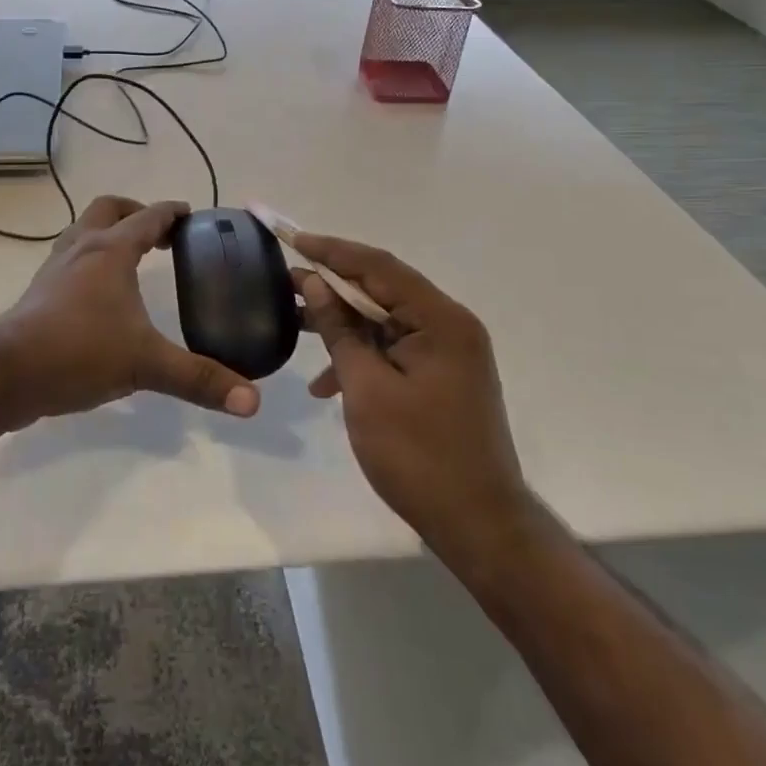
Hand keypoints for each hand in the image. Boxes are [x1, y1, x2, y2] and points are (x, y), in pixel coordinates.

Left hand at [0, 196, 261, 427]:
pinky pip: (70, 259)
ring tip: (129, 257)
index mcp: (111, 251)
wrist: (7, 373)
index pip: (147, 217)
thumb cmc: (79, 352)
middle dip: (135, 212)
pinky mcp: (39, 292)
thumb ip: (199, 380)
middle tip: (159, 234)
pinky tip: (98, 293)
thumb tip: (252, 402)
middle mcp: (81, 248)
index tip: (189, 214)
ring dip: (108, 233)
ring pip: (83, 231)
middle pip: (108, 209)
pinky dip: (89, 260)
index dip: (171, 212)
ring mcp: (55, 268)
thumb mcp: (146, 365)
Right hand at [294, 232, 530, 556]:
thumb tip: (316, 285)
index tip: (292, 239)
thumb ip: (340, 331)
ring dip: (343, 324)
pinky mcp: (442, 376)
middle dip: (333, 287)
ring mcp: (448, 352)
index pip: (379, 267)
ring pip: (385, 320)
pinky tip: (327, 382)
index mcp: (441, 320)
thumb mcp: (367, 389)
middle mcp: (450, 325)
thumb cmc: (419, 455)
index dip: (332, 251)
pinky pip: (394, 349)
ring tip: (296, 324)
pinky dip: (362, 356)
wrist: (479, 526)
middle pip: (383, 290)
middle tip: (286, 283)